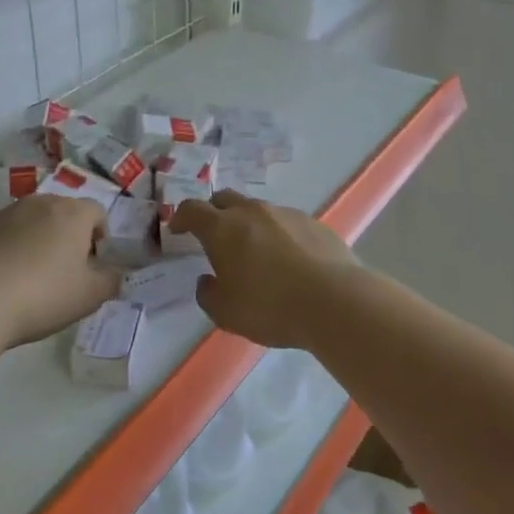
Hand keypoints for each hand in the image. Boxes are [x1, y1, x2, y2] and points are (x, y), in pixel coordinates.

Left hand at [0, 195, 121, 348]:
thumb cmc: (42, 295)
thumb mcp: (90, 296)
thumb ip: (110, 281)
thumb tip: (114, 273)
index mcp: (72, 213)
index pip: (97, 212)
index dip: (100, 236)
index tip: (93, 264)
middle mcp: (38, 203)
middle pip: (62, 213)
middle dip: (67, 236)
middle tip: (63, 272)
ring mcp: (2, 213)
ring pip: (29, 222)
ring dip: (35, 241)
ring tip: (28, 278)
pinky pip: (0, 235)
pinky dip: (6, 250)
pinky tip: (0, 281)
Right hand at [165, 190, 361, 348]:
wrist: (335, 301)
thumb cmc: (270, 307)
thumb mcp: (226, 313)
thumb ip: (208, 294)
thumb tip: (207, 281)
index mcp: (223, 228)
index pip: (192, 209)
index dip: (181, 217)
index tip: (178, 229)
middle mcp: (252, 212)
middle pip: (225, 199)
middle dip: (213, 213)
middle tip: (213, 235)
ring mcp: (286, 213)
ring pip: (258, 210)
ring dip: (248, 224)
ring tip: (254, 251)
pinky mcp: (313, 223)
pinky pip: (286, 222)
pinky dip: (278, 234)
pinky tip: (288, 260)